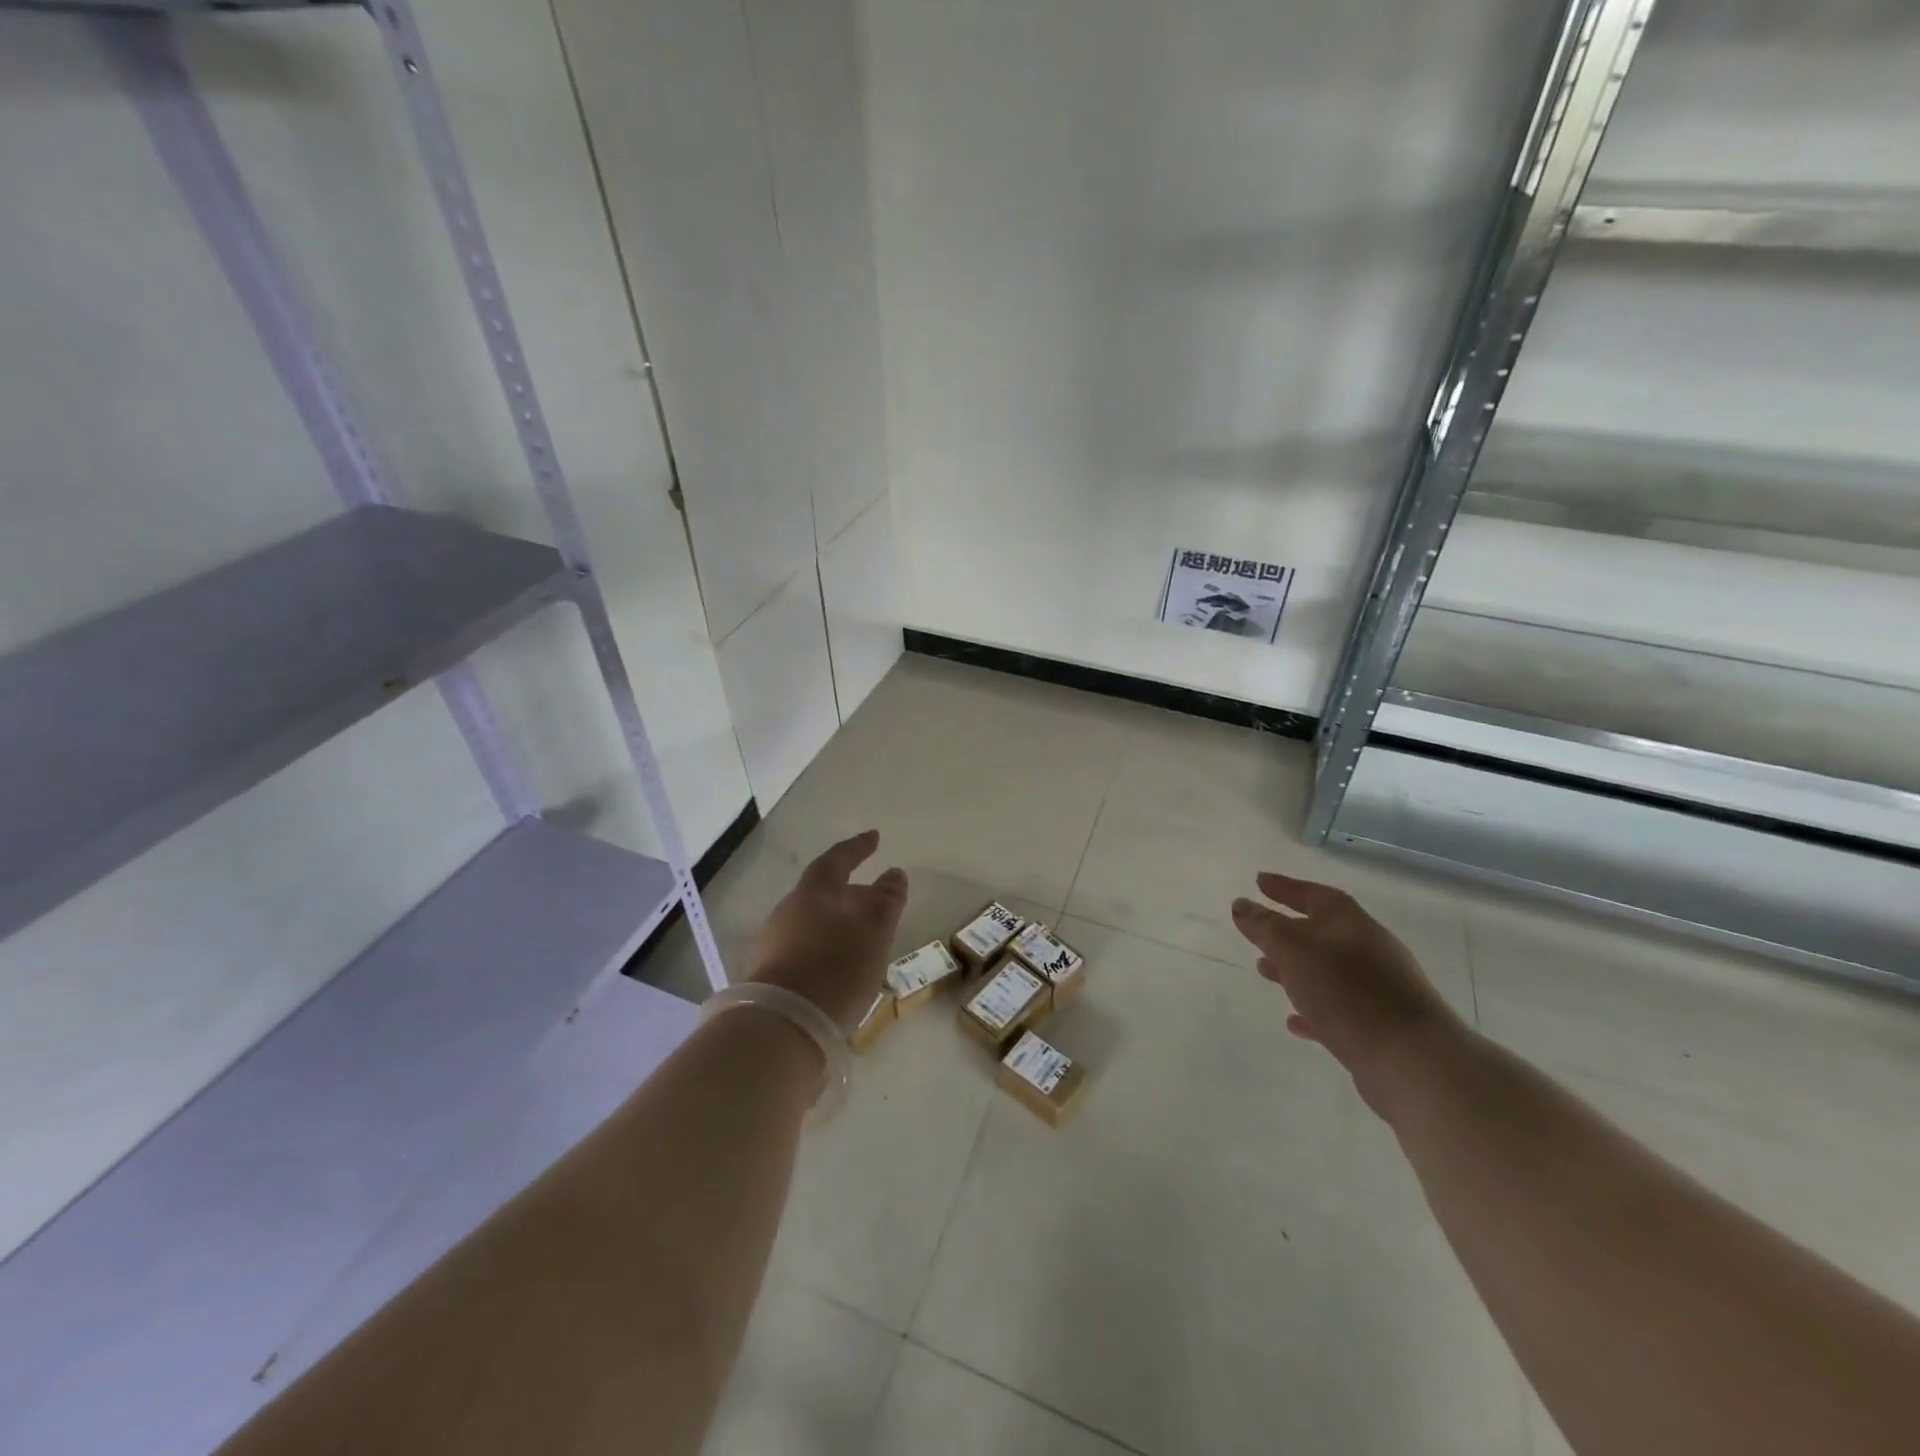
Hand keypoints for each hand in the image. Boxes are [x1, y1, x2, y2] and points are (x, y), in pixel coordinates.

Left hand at [745, 830, 909, 1032]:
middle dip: (848, 892)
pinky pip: (801, 949)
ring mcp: (772, 943)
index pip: (838, 859)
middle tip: (873, 899)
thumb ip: (886, 899)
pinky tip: (835, 967)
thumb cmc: (835, 968)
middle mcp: (787, 911)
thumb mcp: (874, 931)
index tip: (874, 837)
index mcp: (814, 893)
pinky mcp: (766, 975)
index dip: (858, 847)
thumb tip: (894, 873)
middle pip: (821, 892)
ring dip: (835, 923)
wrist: (781, 1027)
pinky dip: (822, 949)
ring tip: (859, 939)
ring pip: (810, 922)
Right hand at [1232, 872, 1467, 1119]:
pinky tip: (1295, 1022)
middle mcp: (1368, 949)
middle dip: (1286, 931)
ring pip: (1327, 971)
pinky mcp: (1380, 1027)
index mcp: (1350, 923)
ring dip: (1295, 969)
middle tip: (1256, 931)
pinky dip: (1313, 1009)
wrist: (1414, 1062)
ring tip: (1263, 972)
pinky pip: (1338, 1009)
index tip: (1258, 881)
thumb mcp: (1294, 951)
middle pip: (1322, 932)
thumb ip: (1264, 926)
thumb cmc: (1348, 993)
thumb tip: (1241, 905)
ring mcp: (1379, 989)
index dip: (1285, 887)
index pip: (1314, 894)